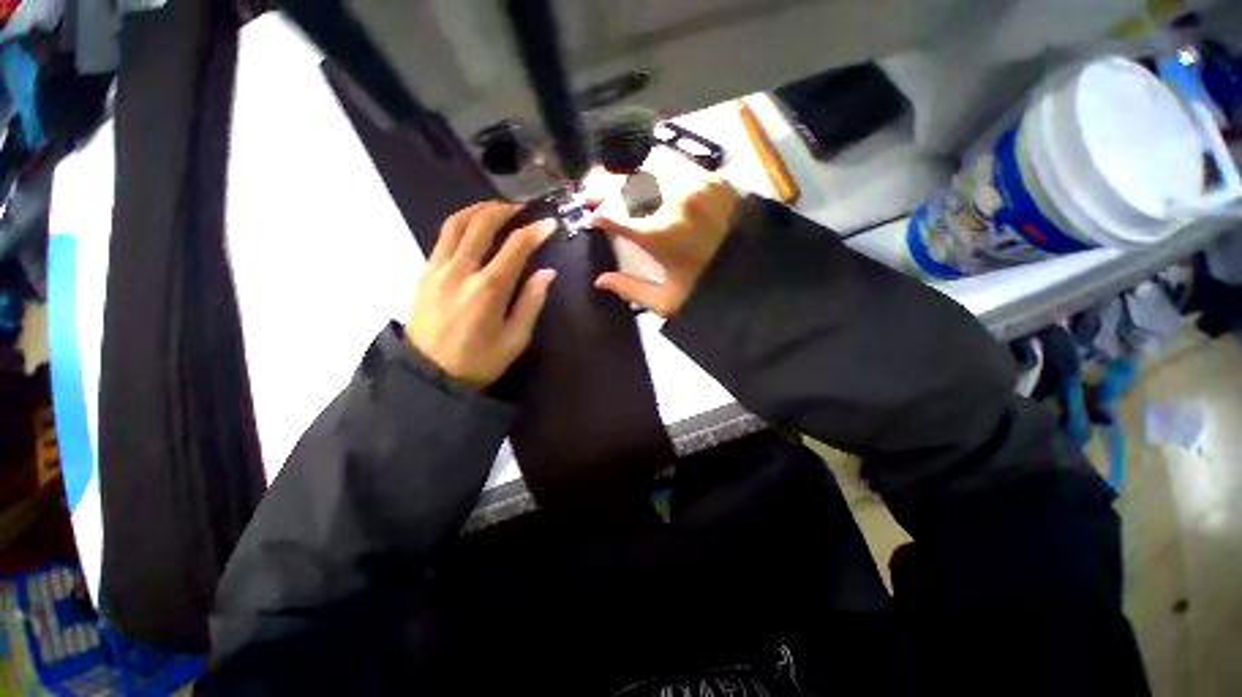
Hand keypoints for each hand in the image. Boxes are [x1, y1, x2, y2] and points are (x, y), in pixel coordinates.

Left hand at [406, 201, 556, 390]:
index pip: (515, 247)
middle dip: (504, 210)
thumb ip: (531, 303)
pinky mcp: (425, 272)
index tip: (549, 223)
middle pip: (481, 224)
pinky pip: (443, 237)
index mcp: (488, 289)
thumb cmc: (478, 361)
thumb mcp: (514, 339)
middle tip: (522, 208)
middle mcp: (461, 270)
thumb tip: (547, 273)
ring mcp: (438, 268)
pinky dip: (461, 224)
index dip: (535, 231)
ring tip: (496, 208)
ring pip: (456, 224)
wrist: (427, 374)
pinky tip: (472, 229)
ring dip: (478, 210)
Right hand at [585, 147, 739, 317]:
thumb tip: (600, 280)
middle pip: (626, 182)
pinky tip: (648, 177)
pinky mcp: (711, 177)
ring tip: (617, 183)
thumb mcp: (667, 301)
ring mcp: (694, 183)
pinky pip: (674, 163)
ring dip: (627, 174)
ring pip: (647, 166)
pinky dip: (654, 168)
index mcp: (658, 233)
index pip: (614, 212)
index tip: (591, 219)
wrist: (759, 274)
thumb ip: (630, 289)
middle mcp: (672, 199)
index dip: (598, 214)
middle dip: (603, 185)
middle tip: (590, 189)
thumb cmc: (710, 291)